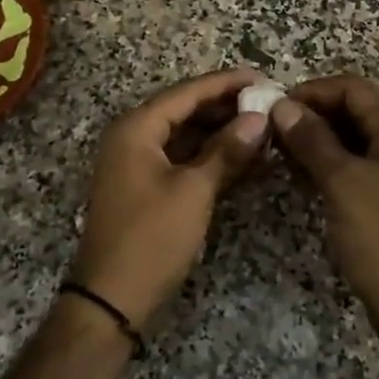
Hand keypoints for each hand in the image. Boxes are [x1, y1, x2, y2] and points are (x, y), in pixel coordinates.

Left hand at [71, 68, 269, 330]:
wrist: (110, 300)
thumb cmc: (151, 238)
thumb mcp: (194, 191)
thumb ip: (226, 150)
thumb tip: (259, 118)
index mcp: (136, 129)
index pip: (186, 92)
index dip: (226, 84)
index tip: (263, 78)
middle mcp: (132, 138)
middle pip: (184, 110)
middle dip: (225, 106)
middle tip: (267, 103)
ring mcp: (136, 164)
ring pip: (184, 135)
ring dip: (219, 131)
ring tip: (260, 127)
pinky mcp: (145, 187)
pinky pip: (181, 158)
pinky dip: (209, 156)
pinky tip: (240, 157)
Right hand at [270, 76, 378, 352]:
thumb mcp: (341, 181)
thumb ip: (312, 139)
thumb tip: (282, 105)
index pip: (351, 88)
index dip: (311, 91)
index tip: (274, 109)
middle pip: (354, 110)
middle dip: (312, 116)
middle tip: (272, 134)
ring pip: (354, 139)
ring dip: (318, 141)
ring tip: (281, 156)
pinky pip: (359, 165)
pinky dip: (331, 164)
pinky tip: (303, 179)